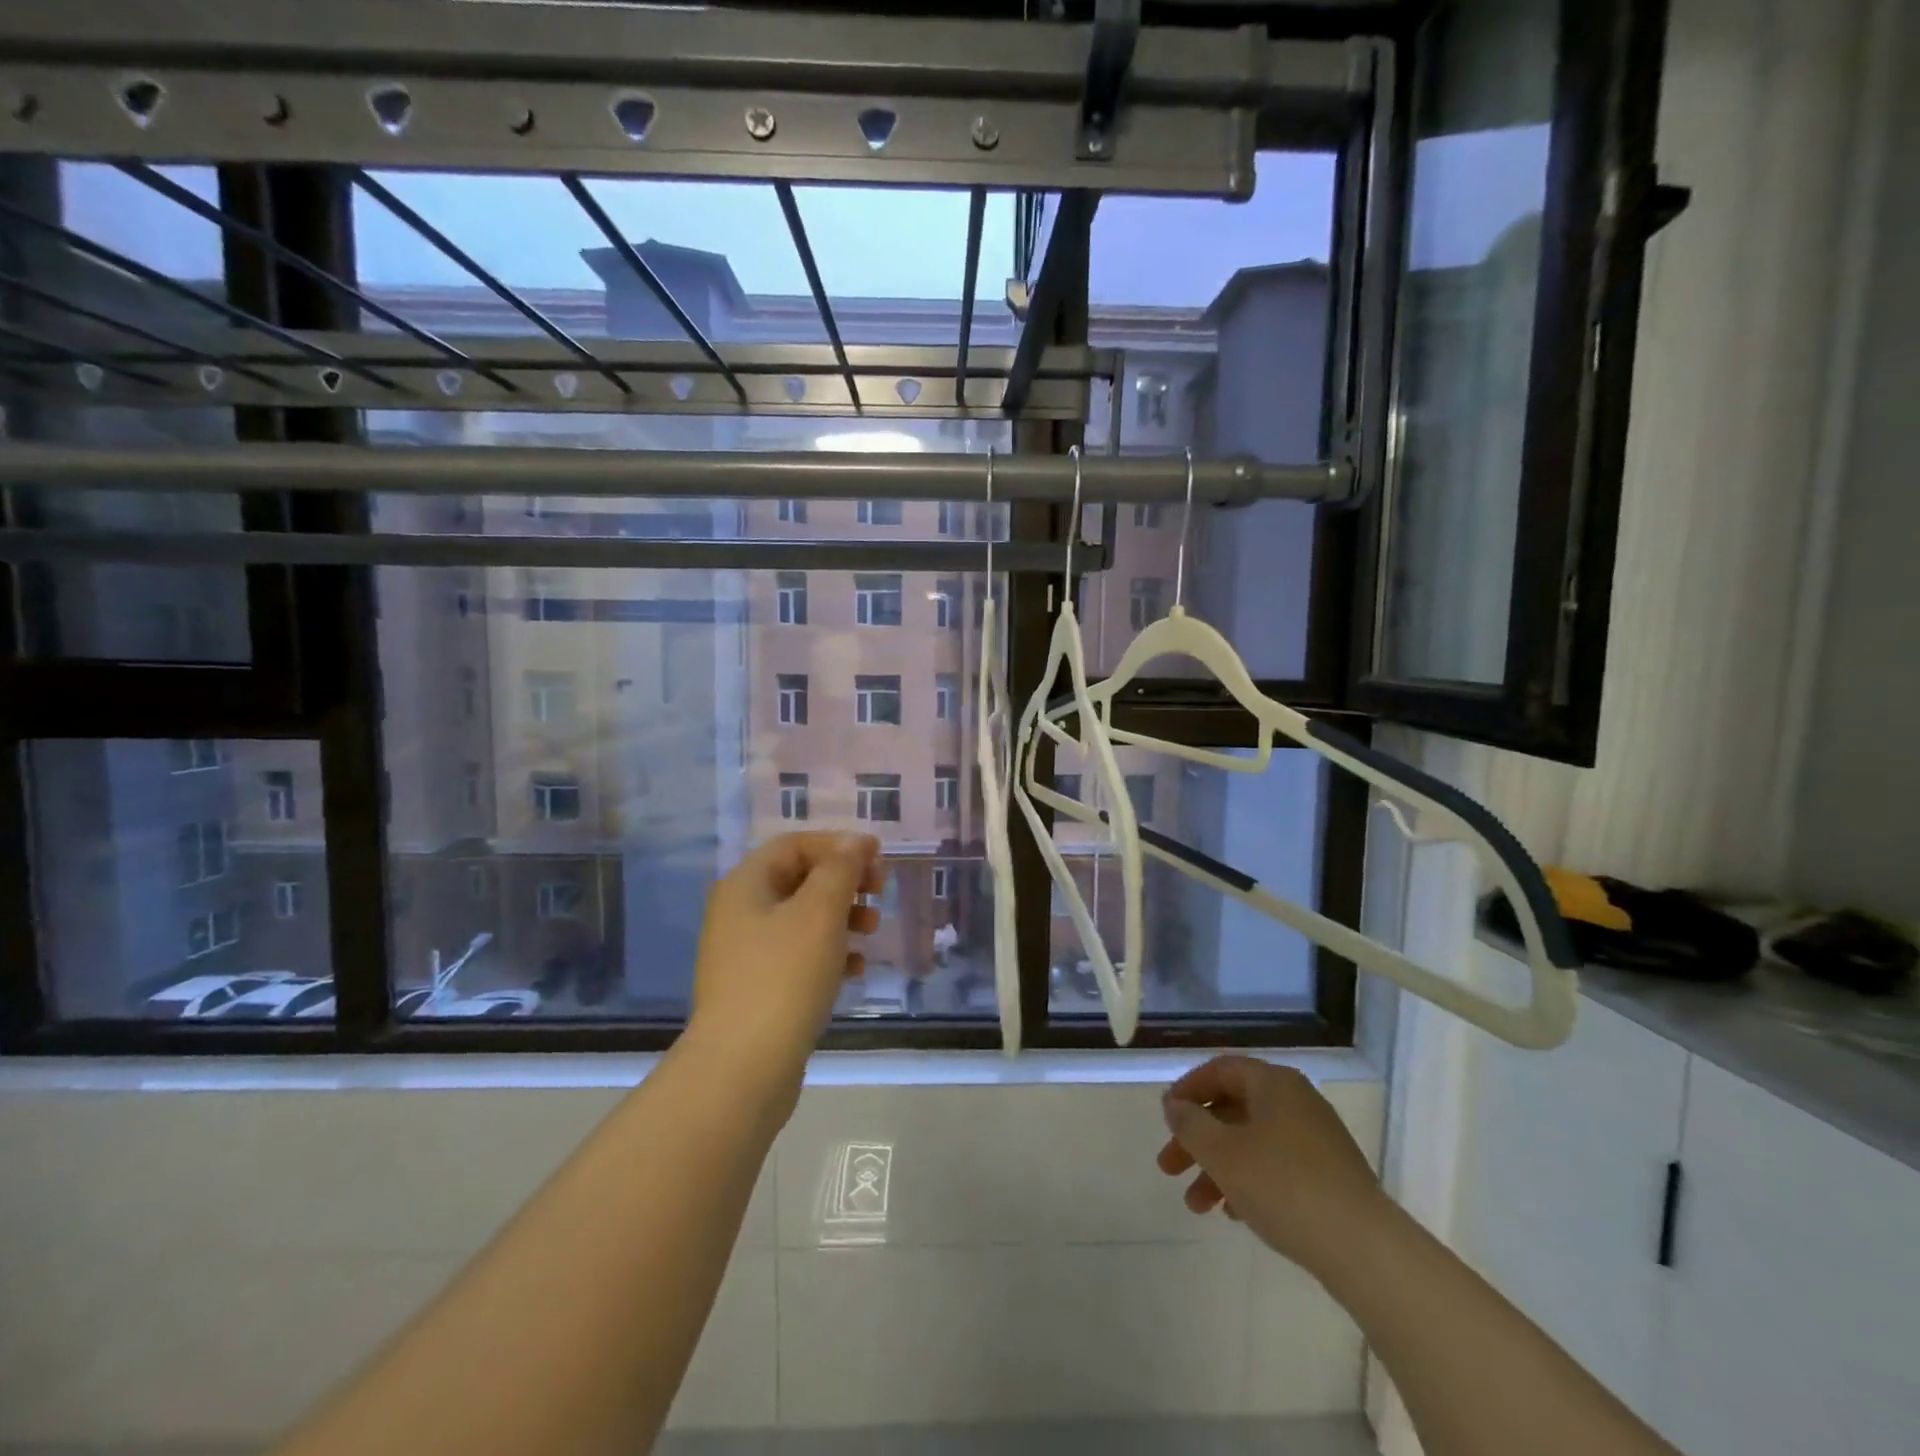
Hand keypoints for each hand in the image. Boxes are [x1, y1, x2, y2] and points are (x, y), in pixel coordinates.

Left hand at [687, 831, 884, 1081]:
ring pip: (803, 918)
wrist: (742, 1068)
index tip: (878, 857)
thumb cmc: (784, 977)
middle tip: (879, 891)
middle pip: (800, 878)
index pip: (795, 845)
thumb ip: (841, 869)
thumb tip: (857, 841)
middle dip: (844, 881)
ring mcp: (746, 953)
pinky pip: (799, 956)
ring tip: (873, 930)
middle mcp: (740, 912)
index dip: (839, 844)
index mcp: (746, 884)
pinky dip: (830, 953)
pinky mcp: (758, 988)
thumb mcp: (819, 913)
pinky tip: (855, 970)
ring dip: (842, 916)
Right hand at [1156, 1055, 1388, 1278]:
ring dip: (1218, 1168)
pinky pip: (1277, 1167)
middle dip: (1197, 1139)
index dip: (1187, 1090)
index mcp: (1273, 1083)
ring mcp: (1317, 1140)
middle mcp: (1297, 1101)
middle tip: (1168, 1168)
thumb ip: (1190, 1124)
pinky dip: (1249, 1182)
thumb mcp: (1222, 1152)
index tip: (1165, 1118)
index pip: (1220, 1070)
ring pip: (1252, 1142)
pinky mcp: (1330, 1177)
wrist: (1364, 1250)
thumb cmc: (1283, 1186)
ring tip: (1196, 1206)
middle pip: (1233, 1109)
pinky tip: (1234, 1214)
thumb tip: (1175, 1105)